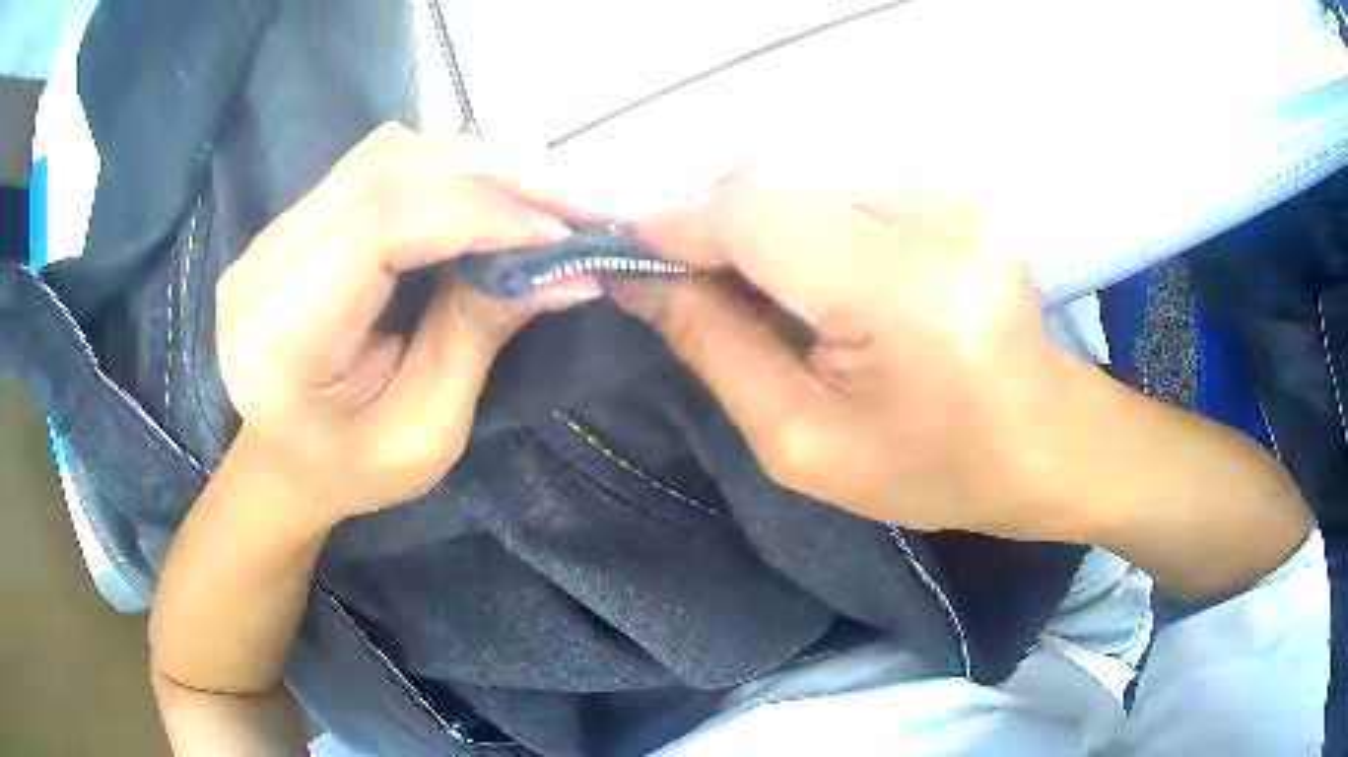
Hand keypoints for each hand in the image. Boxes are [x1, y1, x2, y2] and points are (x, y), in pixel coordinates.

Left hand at [215, 123, 599, 522]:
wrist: (284, 459)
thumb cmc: (350, 469)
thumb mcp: (423, 432)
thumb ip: (477, 335)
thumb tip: (568, 269)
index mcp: (279, 337)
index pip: (378, 227)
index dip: (477, 212)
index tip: (562, 232)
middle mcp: (264, 261)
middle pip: (387, 172)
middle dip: (496, 176)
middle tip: (578, 201)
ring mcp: (274, 229)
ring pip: (389, 154)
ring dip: (477, 164)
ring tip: (544, 195)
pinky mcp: (296, 216)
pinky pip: (380, 161)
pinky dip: (447, 167)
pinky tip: (487, 192)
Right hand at [624, 166, 1070, 538]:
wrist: (1045, 439)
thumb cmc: (936, 467)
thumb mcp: (805, 445)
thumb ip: (715, 352)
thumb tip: (640, 282)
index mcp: (901, 294)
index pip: (755, 213)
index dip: (673, 223)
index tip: (620, 254)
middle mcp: (930, 216)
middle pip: (771, 172)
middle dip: (704, 216)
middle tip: (678, 279)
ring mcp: (946, 191)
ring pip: (800, 166)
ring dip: (746, 213)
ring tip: (739, 280)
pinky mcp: (949, 188)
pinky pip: (839, 176)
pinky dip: (794, 210)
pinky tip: (800, 264)